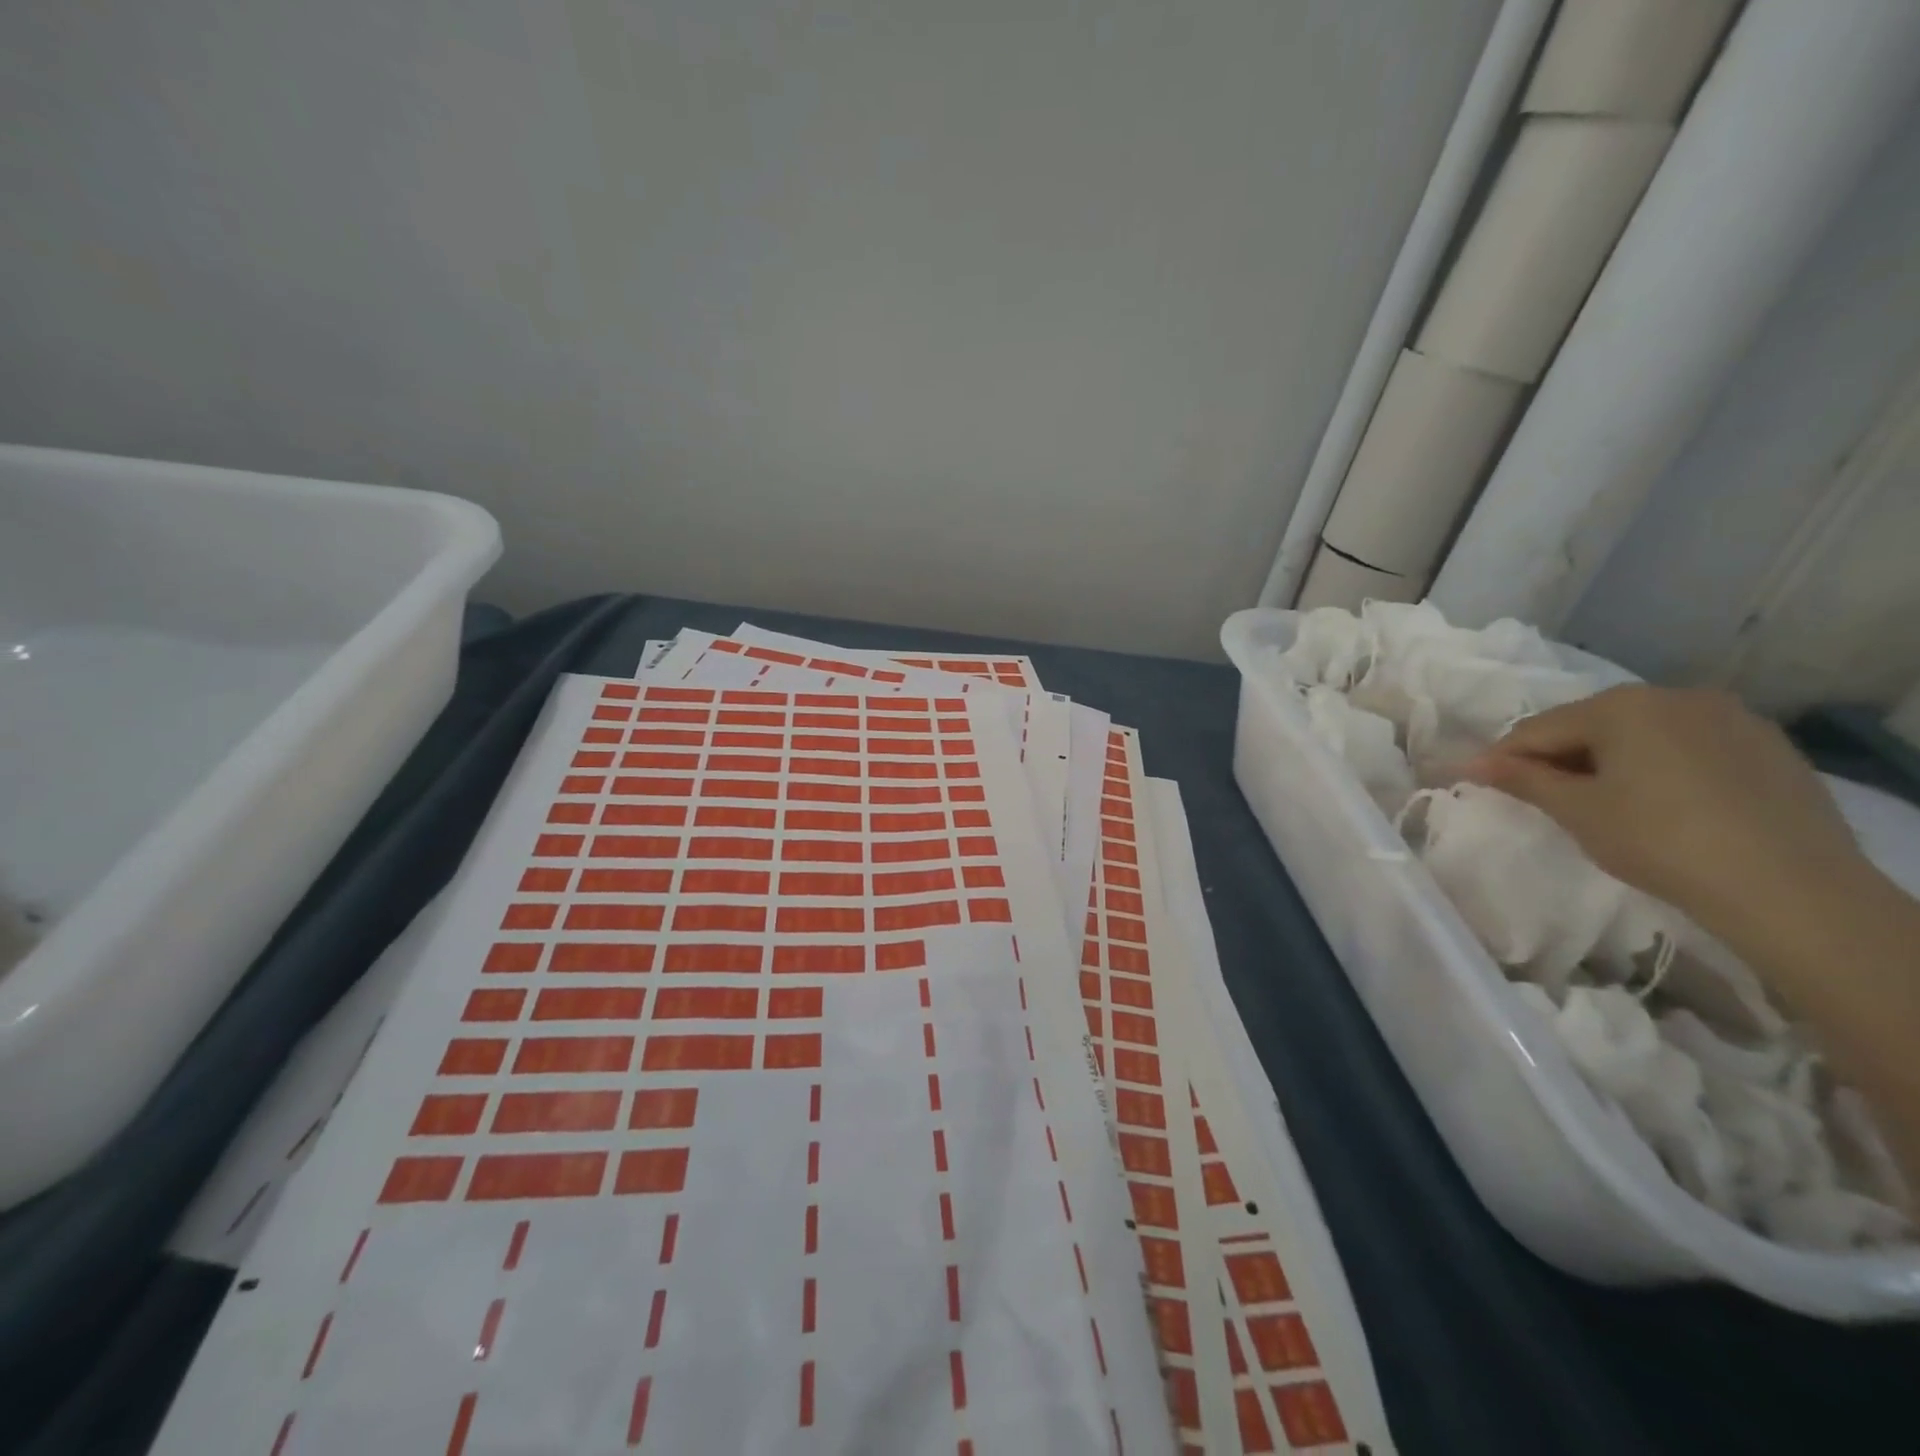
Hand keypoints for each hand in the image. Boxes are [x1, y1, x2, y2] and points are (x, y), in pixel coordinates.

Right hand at [1465, 686, 1868, 948]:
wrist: (1791, 888)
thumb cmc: (1660, 841)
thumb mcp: (1577, 811)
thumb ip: (1522, 779)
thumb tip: (1471, 762)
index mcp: (1620, 705)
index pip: (1539, 728)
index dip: (1504, 758)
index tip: (1478, 782)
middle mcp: (1673, 695)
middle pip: (1590, 724)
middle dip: (1560, 756)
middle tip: (1542, 797)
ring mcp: (1729, 716)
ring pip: (1642, 733)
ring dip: (1610, 760)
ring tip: (1602, 801)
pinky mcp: (1767, 745)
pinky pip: (1688, 746)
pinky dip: (1660, 766)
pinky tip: (1662, 802)